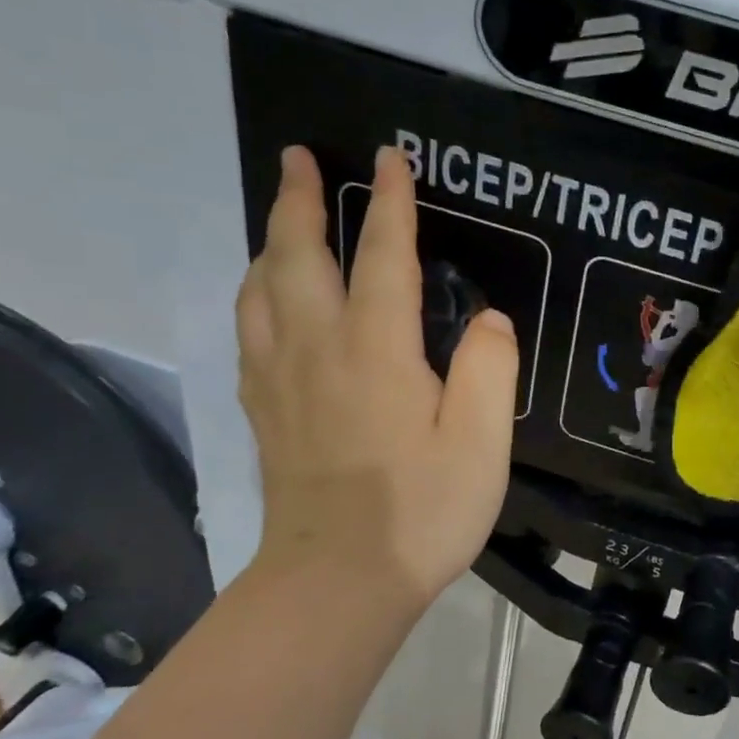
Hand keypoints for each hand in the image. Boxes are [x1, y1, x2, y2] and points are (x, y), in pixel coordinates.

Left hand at [236, 145, 516, 610]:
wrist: (338, 581)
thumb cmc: (422, 511)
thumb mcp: (481, 442)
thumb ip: (488, 368)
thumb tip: (484, 319)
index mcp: (376, 350)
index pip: (383, 256)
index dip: (390, 203)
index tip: (390, 158)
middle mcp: (317, 349)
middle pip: (297, 256)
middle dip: (299, 200)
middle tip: (296, 156)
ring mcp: (280, 380)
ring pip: (260, 289)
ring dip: (270, 241)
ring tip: (281, 218)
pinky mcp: (264, 411)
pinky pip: (250, 331)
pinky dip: (256, 294)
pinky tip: (265, 299)